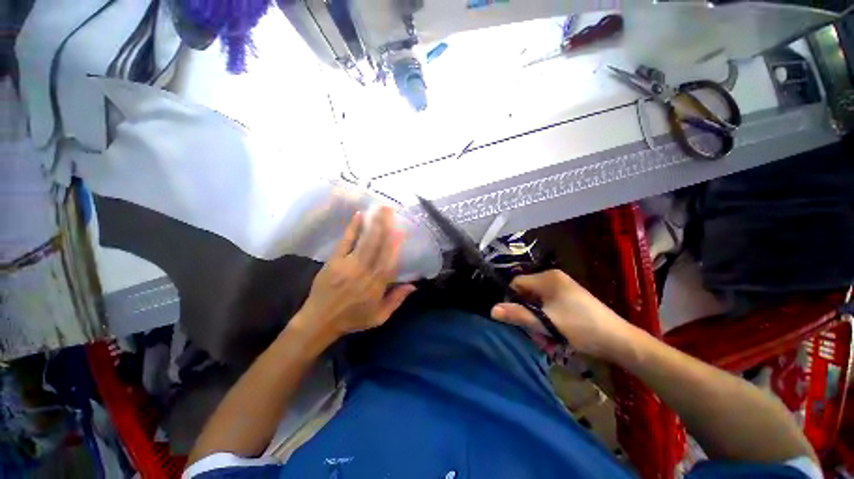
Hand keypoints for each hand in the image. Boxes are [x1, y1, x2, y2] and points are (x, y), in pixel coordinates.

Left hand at [292, 207, 415, 345]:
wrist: (320, 321)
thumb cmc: (352, 319)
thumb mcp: (379, 317)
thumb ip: (397, 300)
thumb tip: (414, 285)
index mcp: (376, 286)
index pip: (389, 261)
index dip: (395, 244)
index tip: (400, 229)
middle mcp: (365, 273)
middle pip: (378, 246)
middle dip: (385, 226)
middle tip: (390, 210)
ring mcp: (348, 265)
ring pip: (365, 241)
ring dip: (373, 224)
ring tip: (380, 209)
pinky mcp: (334, 261)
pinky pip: (346, 242)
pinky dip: (353, 228)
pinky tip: (359, 216)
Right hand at [490, 270, 631, 357]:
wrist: (619, 340)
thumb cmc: (581, 328)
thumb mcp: (546, 323)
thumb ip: (518, 315)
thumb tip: (492, 310)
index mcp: (547, 278)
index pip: (516, 283)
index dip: (512, 299)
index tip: (517, 319)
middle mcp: (554, 278)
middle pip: (527, 293)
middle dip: (528, 314)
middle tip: (536, 333)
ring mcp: (564, 288)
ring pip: (538, 302)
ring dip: (538, 320)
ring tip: (548, 338)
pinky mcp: (571, 298)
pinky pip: (549, 305)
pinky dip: (549, 319)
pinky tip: (557, 334)